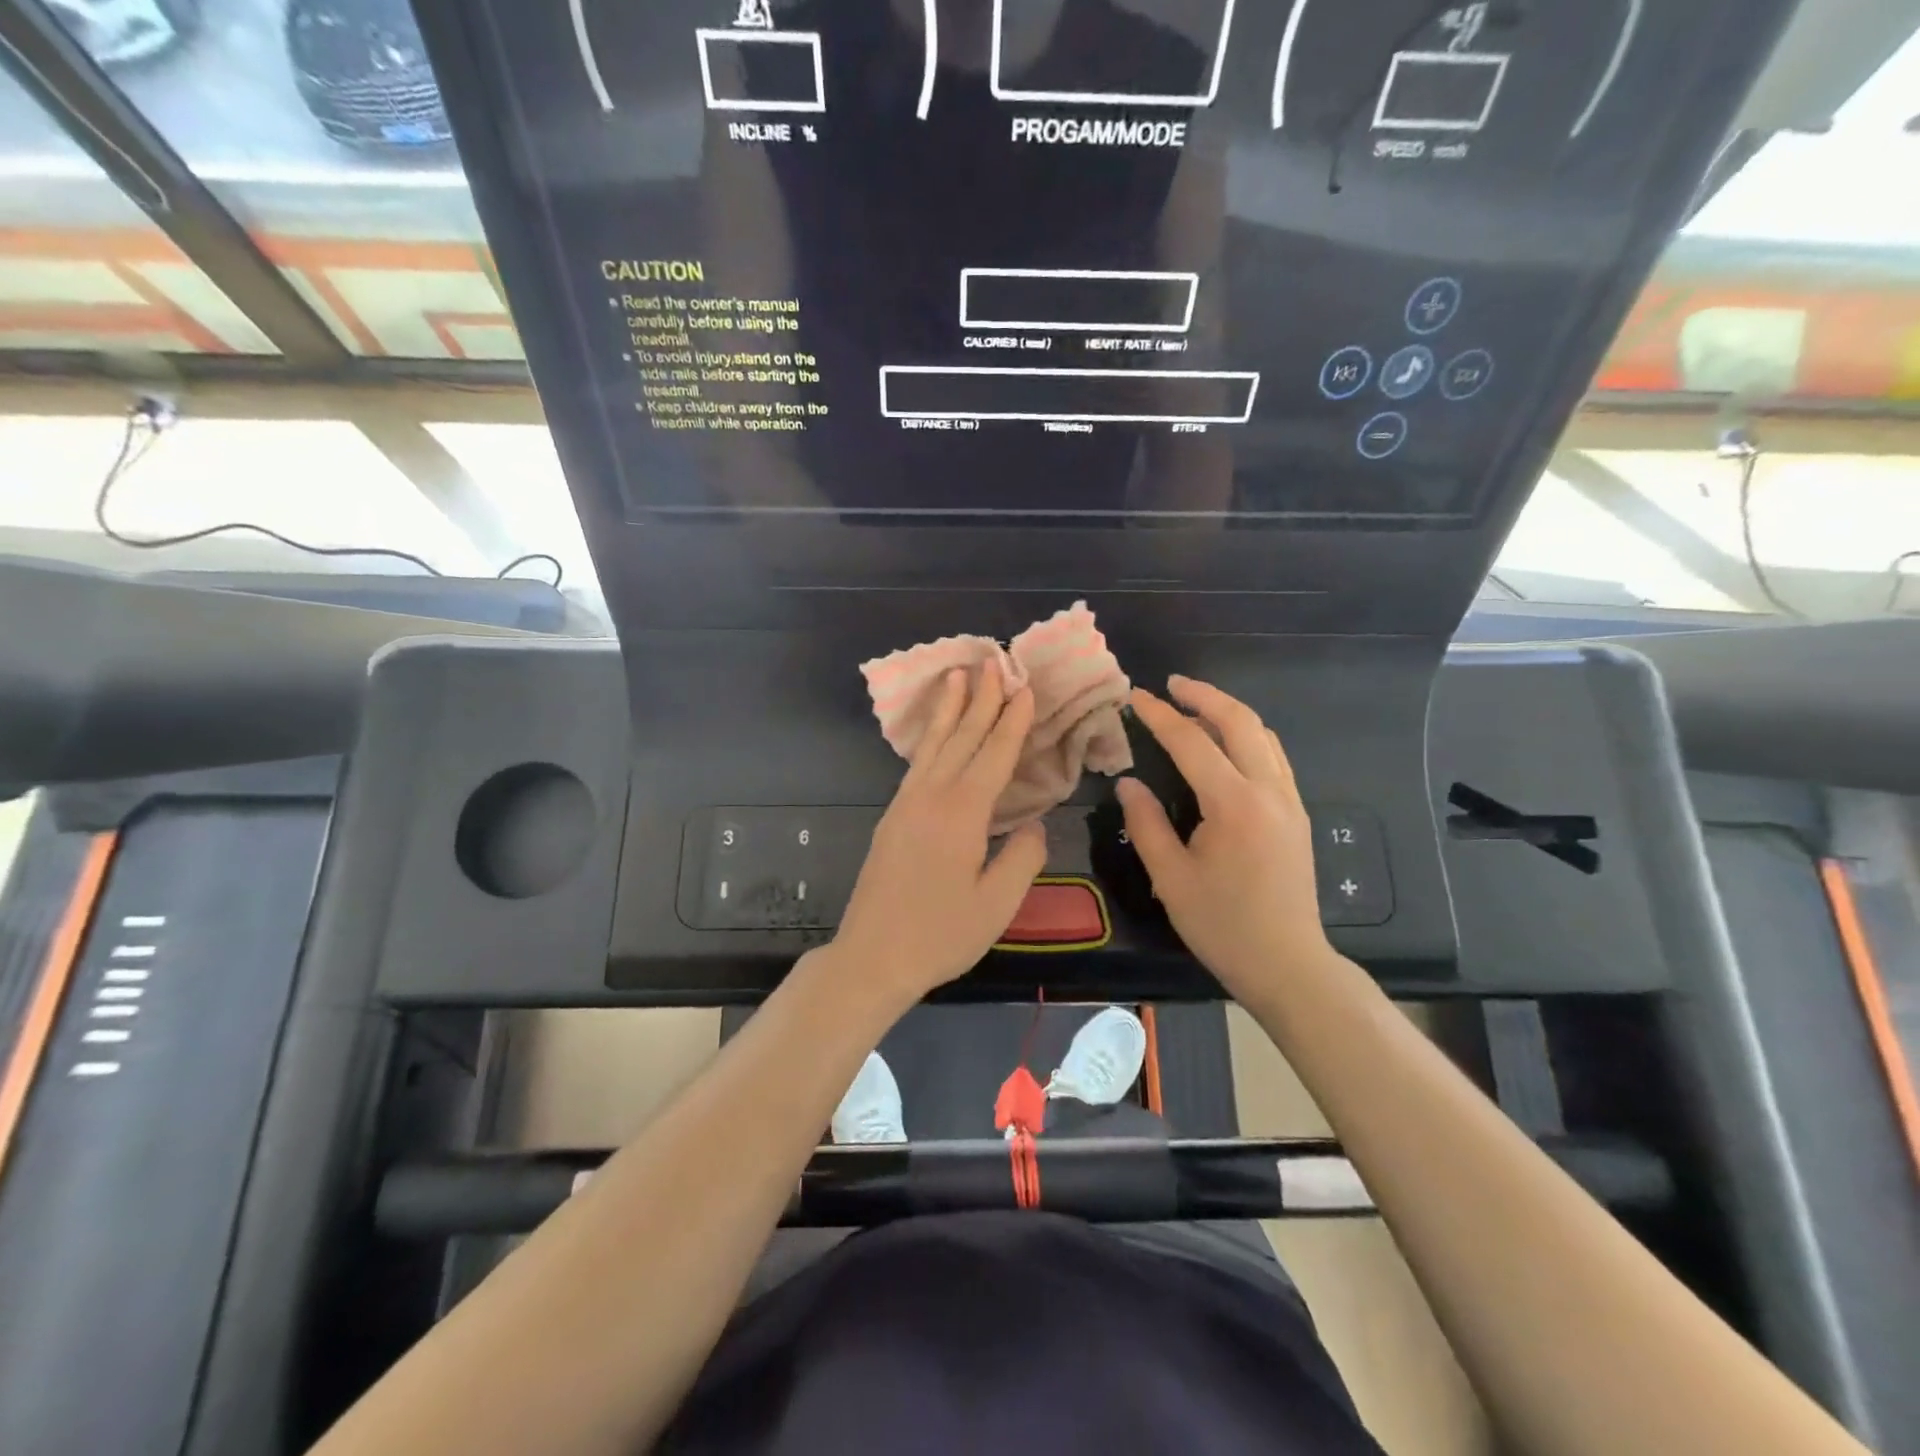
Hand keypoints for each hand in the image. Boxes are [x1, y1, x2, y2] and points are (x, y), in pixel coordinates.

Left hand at [829, 664, 1048, 1008]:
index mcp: (961, 813)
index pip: (993, 755)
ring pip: (933, 745)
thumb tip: (1034, 825)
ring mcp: (906, 804)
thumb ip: (1022, 858)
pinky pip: (917, 764)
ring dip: (949, 709)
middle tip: (993, 662)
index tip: (1023, 688)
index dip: (1011, 721)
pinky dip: (931, 739)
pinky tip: (935, 733)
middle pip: (960, 738)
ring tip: (957, 675)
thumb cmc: (940, 935)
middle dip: (980, 699)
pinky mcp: (892, 817)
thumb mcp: (996, 905)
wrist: (872, 957)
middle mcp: (931, 797)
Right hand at [1115, 676, 1330, 1001]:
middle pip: (1240, 721)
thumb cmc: (1222, 925)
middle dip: (1204, 695)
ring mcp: (1289, 801)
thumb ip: (1146, 824)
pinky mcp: (1297, 814)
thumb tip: (1128, 783)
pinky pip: (1273, 757)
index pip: (1192, 742)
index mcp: (1234, 804)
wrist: (1287, 963)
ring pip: (1263, 735)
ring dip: (1228, 712)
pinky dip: (1248, 736)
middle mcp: (1268, 791)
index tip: (1134, 697)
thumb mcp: (1170, 878)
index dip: (1160, 716)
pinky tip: (1227, 745)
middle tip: (1172, 684)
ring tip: (1195, 707)